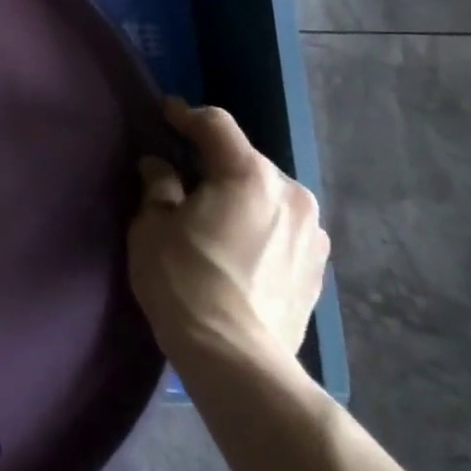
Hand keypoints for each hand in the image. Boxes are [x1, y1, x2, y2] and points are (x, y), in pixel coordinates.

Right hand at [127, 97, 327, 368]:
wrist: (236, 357)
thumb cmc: (184, 280)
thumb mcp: (152, 226)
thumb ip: (159, 185)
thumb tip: (160, 166)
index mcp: (249, 175)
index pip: (216, 126)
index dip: (187, 115)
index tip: (166, 113)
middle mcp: (290, 194)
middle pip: (245, 161)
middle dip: (214, 163)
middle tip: (183, 178)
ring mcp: (311, 233)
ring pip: (267, 196)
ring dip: (240, 196)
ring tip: (213, 218)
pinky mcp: (317, 267)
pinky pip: (281, 228)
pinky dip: (258, 226)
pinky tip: (238, 249)